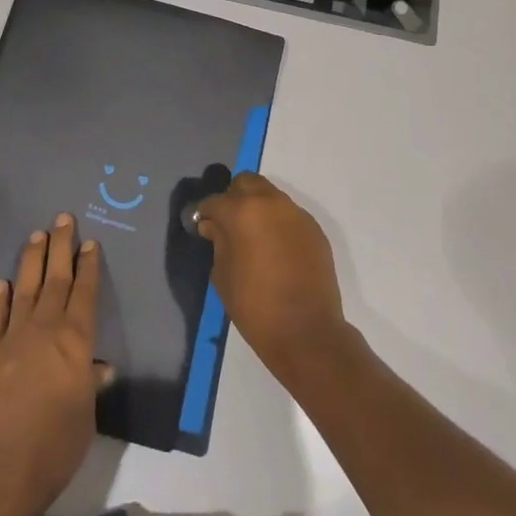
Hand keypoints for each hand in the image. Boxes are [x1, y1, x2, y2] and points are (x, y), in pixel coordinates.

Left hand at [0, 213, 110, 515]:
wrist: (2, 467)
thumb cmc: (56, 444)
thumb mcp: (86, 415)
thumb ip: (90, 384)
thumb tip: (99, 367)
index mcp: (76, 341)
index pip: (85, 293)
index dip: (88, 266)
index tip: (89, 242)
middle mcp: (46, 328)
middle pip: (55, 278)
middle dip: (60, 246)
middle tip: (63, 218)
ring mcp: (14, 337)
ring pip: (26, 287)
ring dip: (32, 260)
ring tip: (37, 235)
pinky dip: (1, 297)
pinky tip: (4, 282)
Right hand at [195, 173, 349, 386]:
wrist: (307, 332)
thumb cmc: (255, 306)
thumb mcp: (222, 275)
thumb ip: (217, 242)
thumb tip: (213, 225)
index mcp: (242, 211)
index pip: (214, 201)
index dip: (204, 213)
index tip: (201, 226)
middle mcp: (271, 203)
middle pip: (246, 183)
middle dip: (233, 197)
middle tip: (228, 224)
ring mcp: (296, 214)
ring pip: (270, 196)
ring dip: (258, 208)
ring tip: (253, 237)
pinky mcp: (314, 229)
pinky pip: (289, 216)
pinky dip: (278, 224)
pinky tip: (276, 250)